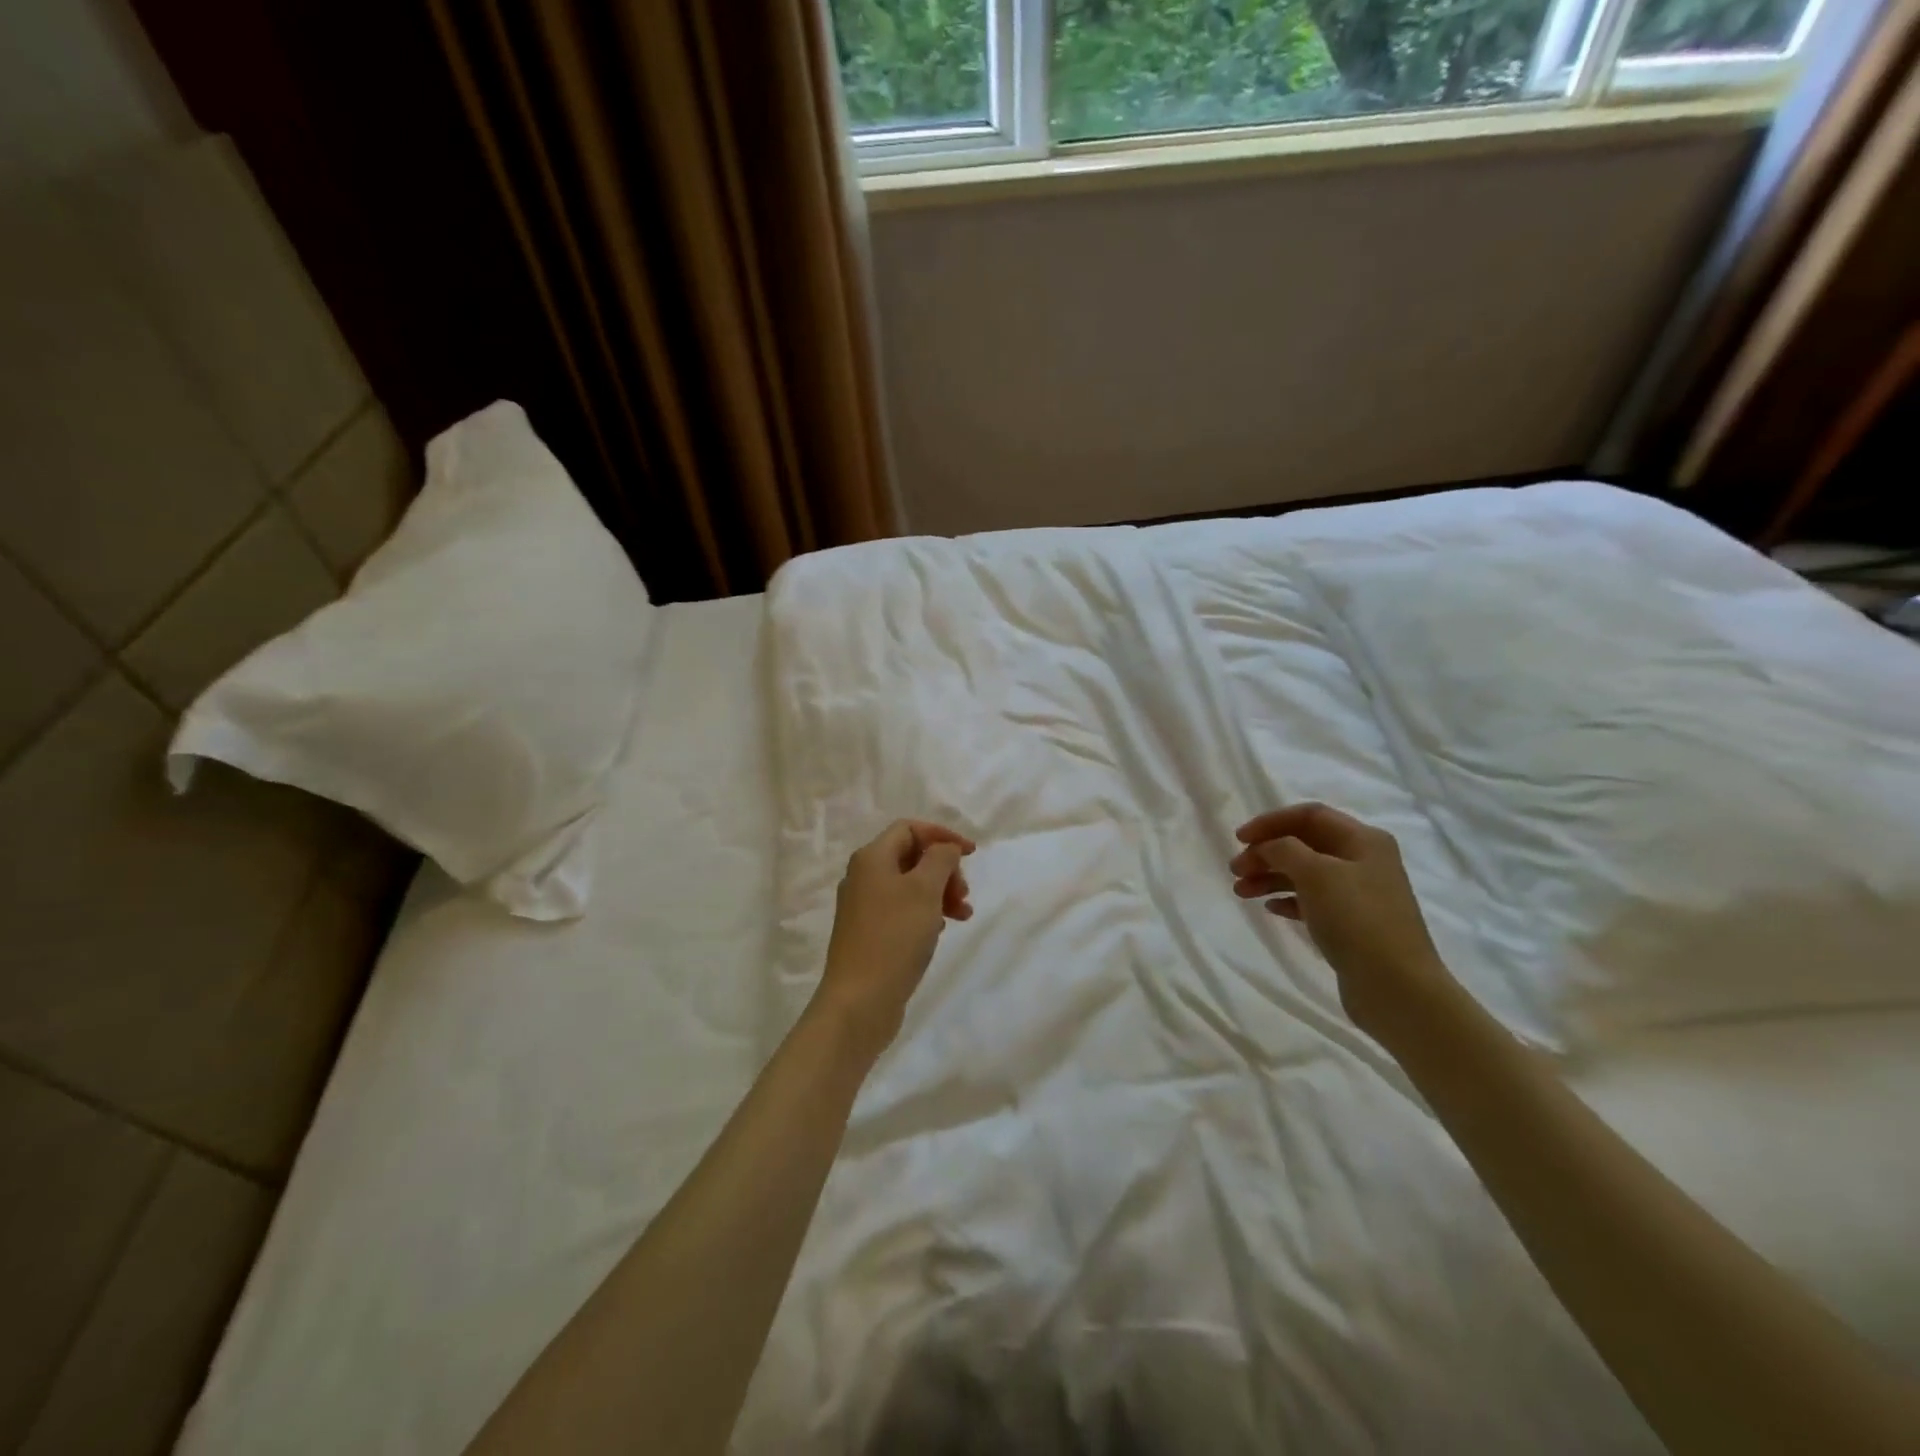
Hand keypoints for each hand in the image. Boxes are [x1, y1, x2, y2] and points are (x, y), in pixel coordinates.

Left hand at [815, 819, 974, 1056]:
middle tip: (963, 894)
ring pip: (910, 886)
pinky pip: (903, 910)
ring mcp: (864, 907)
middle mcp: (863, 877)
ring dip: (940, 893)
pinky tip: (941, 930)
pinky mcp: (869, 934)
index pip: (909, 829)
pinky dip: (926, 913)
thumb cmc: (894, 937)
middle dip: (944, 869)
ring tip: (963, 915)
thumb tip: (944, 848)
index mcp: (871, 858)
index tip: (971, 855)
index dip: (942, 835)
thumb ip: (940, 859)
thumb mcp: (924, 890)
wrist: (859, 1001)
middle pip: (911, 857)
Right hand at [1230, 802, 1458, 1043]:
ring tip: (1240, 891)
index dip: (1271, 821)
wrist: (1397, 987)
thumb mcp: (1316, 874)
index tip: (1239, 838)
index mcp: (1363, 840)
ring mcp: (1359, 894)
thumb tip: (1268, 846)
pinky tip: (1270, 908)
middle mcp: (1364, 861)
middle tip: (1235, 869)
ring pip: (1305, 873)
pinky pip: (1312, 901)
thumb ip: (1284, 849)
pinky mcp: (1352, 923)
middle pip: (1305, 844)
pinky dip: (1288, 899)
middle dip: (1267, 852)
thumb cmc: (1356, 920)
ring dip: (1270, 877)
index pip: (1310, 815)